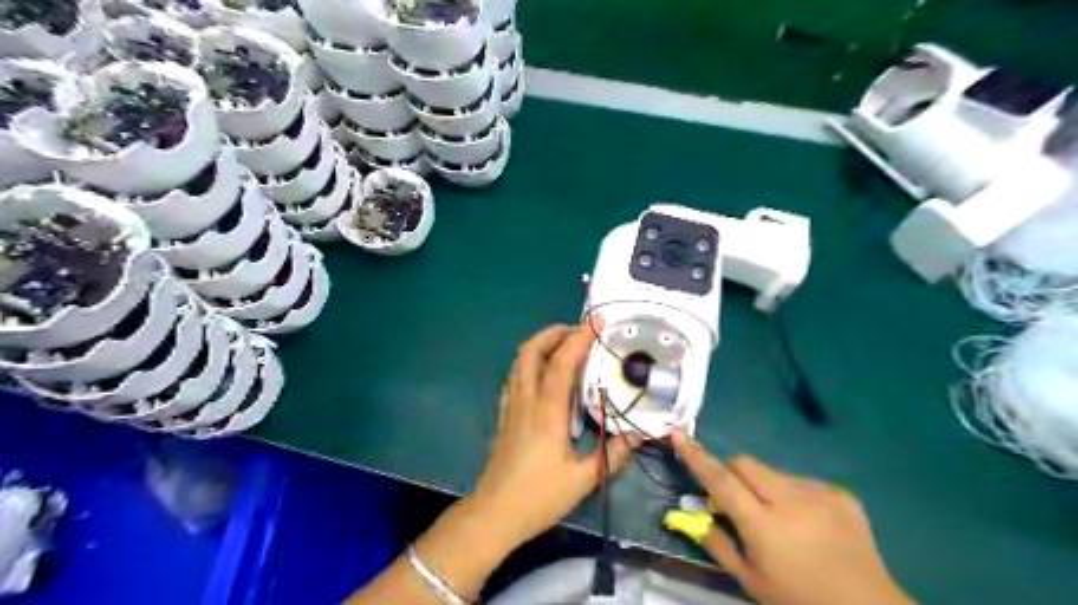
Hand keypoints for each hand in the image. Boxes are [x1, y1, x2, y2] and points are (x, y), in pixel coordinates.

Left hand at [472, 327, 636, 546]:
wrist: (494, 514)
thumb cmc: (538, 497)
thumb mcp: (583, 480)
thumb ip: (612, 455)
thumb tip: (638, 436)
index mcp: (547, 411)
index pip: (562, 362)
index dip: (580, 337)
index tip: (598, 321)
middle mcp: (526, 400)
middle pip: (531, 351)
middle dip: (554, 332)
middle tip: (578, 331)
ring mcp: (511, 405)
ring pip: (520, 361)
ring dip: (541, 345)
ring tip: (565, 347)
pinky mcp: (504, 415)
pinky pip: (515, 377)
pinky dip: (531, 363)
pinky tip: (544, 375)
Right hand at [672, 432, 917, 604]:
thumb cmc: (800, 601)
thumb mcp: (751, 582)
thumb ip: (718, 543)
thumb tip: (694, 513)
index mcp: (765, 527)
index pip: (721, 481)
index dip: (696, 457)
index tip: (677, 434)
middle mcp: (791, 502)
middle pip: (745, 464)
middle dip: (733, 474)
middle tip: (738, 502)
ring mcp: (819, 494)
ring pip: (773, 472)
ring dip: (765, 487)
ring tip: (781, 520)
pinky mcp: (840, 494)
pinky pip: (801, 481)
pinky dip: (793, 495)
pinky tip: (808, 524)